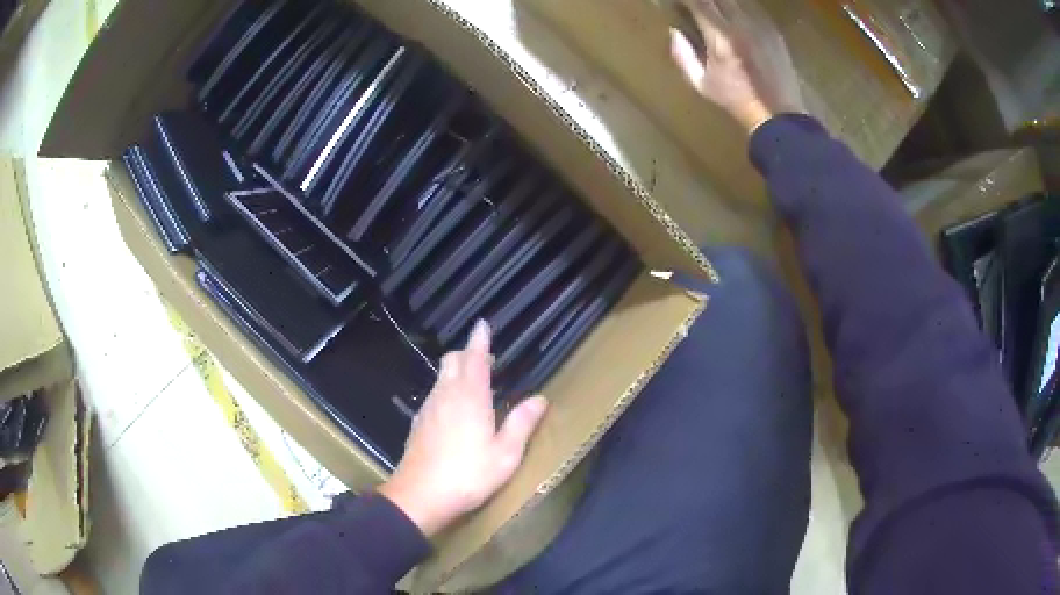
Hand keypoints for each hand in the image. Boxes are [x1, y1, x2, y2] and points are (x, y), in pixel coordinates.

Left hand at [378, 321, 548, 537]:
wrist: (420, 496)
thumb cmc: (468, 475)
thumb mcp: (505, 454)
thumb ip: (522, 424)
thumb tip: (539, 399)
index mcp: (470, 397)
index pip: (475, 358)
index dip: (479, 340)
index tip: (482, 325)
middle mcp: (446, 396)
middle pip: (452, 361)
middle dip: (467, 355)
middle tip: (486, 362)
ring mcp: (428, 409)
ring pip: (441, 378)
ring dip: (456, 373)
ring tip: (474, 386)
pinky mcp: (418, 424)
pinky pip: (434, 396)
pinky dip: (446, 391)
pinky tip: (454, 412)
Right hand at [669, 0, 804, 132]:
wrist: (778, 115)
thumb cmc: (737, 101)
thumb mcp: (701, 84)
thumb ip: (683, 55)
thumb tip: (674, 31)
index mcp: (720, 37)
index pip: (699, 2)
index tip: (678, 1)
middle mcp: (741, 25)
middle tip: (697, 4)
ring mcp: (760, 26)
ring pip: (738, 0)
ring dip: (723, 2)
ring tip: (714, 8)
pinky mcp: (773, 31)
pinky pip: (753, 8)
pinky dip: (740, 7)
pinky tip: (734, 14)